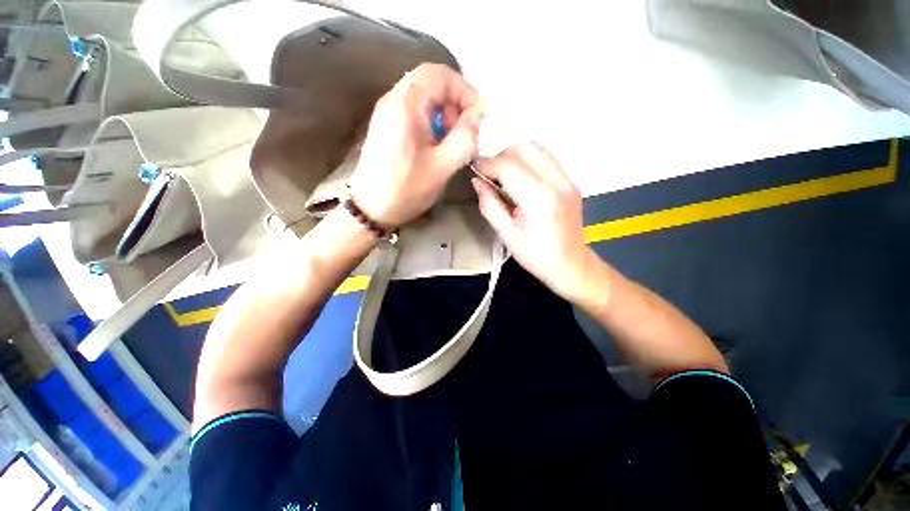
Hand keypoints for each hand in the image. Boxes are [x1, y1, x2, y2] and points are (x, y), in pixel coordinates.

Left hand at [350, 63, 483, 227]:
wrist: (371, 209)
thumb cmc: (407, 189)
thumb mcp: (443, 166)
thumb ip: (465, 137)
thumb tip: (477, 114)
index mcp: (405, 105)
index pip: (439, 73)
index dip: (463, 88)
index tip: (477, 114)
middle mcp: (392, 101)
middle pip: (430, 83)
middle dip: (454, 102)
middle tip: (464, 131)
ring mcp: (386, 113)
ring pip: (422, 98)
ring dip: (443, 114)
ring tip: (451, 142)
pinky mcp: (386, 127)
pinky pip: (413, 112)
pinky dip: (431, 122)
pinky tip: (436, 145)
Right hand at [473, 143, 600, 300]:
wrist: (570, 265)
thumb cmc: (536, 256)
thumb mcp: (506, 234)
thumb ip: (489, 205)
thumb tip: (477, 182)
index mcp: (540, 199)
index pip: (509, 167)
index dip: (487, 164)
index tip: (474, 169)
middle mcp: (557, 182)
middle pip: (525, 149)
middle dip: (501, 157)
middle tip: (490, 175)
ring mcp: (567, 180)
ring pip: (537, 148)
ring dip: (515, 156)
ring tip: (504, 175)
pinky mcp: (570, 182)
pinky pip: (546, 159)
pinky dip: (529, 161)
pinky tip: (521, 179)